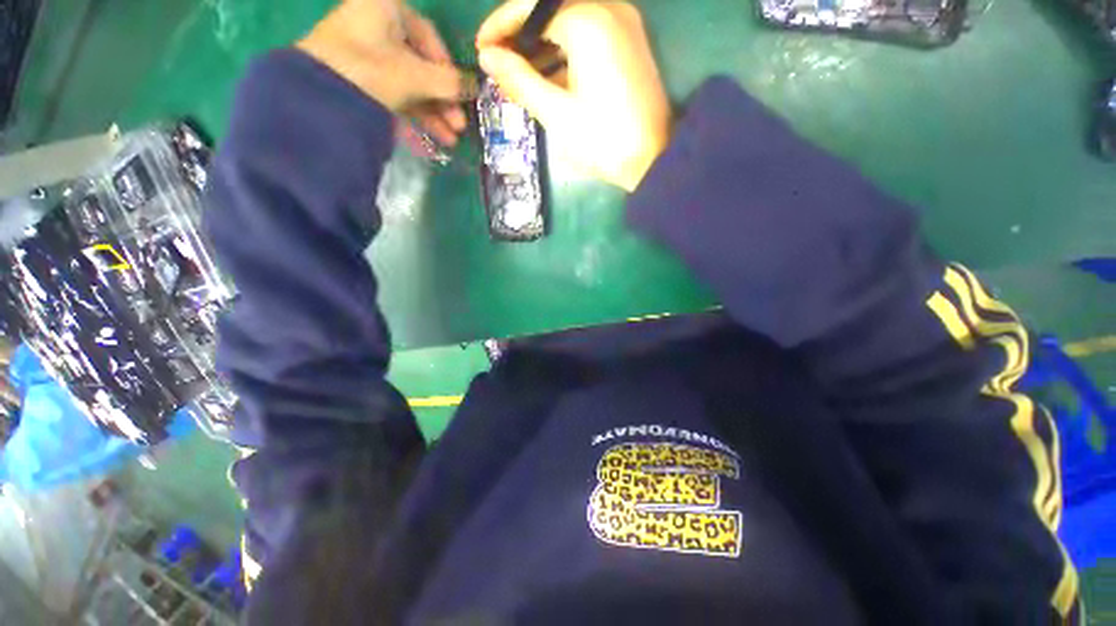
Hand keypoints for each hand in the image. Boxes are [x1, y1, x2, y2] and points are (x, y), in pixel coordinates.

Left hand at [298, 0, 470, 145]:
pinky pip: (394, 95)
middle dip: (443, 101)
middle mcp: (376, 27)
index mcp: (387, 9)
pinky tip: (431, 139)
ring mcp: (365, 55)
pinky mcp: (358, 81)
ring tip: (450, 141)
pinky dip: (414, 116)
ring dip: (433, 114)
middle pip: (421, 66)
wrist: (315, 97)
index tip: (462, 96)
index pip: (430, 39)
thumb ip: (451, 83)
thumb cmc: (370, 71)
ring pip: (409, 84)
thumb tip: (478, 87)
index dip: (450, 70)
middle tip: (460, 127)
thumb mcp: (417, 77)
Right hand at [476, 1, 671, 190]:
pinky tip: (550, 73)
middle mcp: (609, 7)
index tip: (481, 48)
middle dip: (521, 33)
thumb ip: (519, 80)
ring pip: (570, 20)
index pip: (530, 6)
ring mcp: (624, 23)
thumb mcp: (556, 113)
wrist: (654, 160)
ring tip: (520, 72)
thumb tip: (488, 58)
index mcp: (587, 19)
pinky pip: (589, 33)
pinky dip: (564, 49)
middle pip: (551, 7)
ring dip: (542, 42)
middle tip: (500, 61)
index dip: (501, 25)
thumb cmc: (603, 141)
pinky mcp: (631, 43)